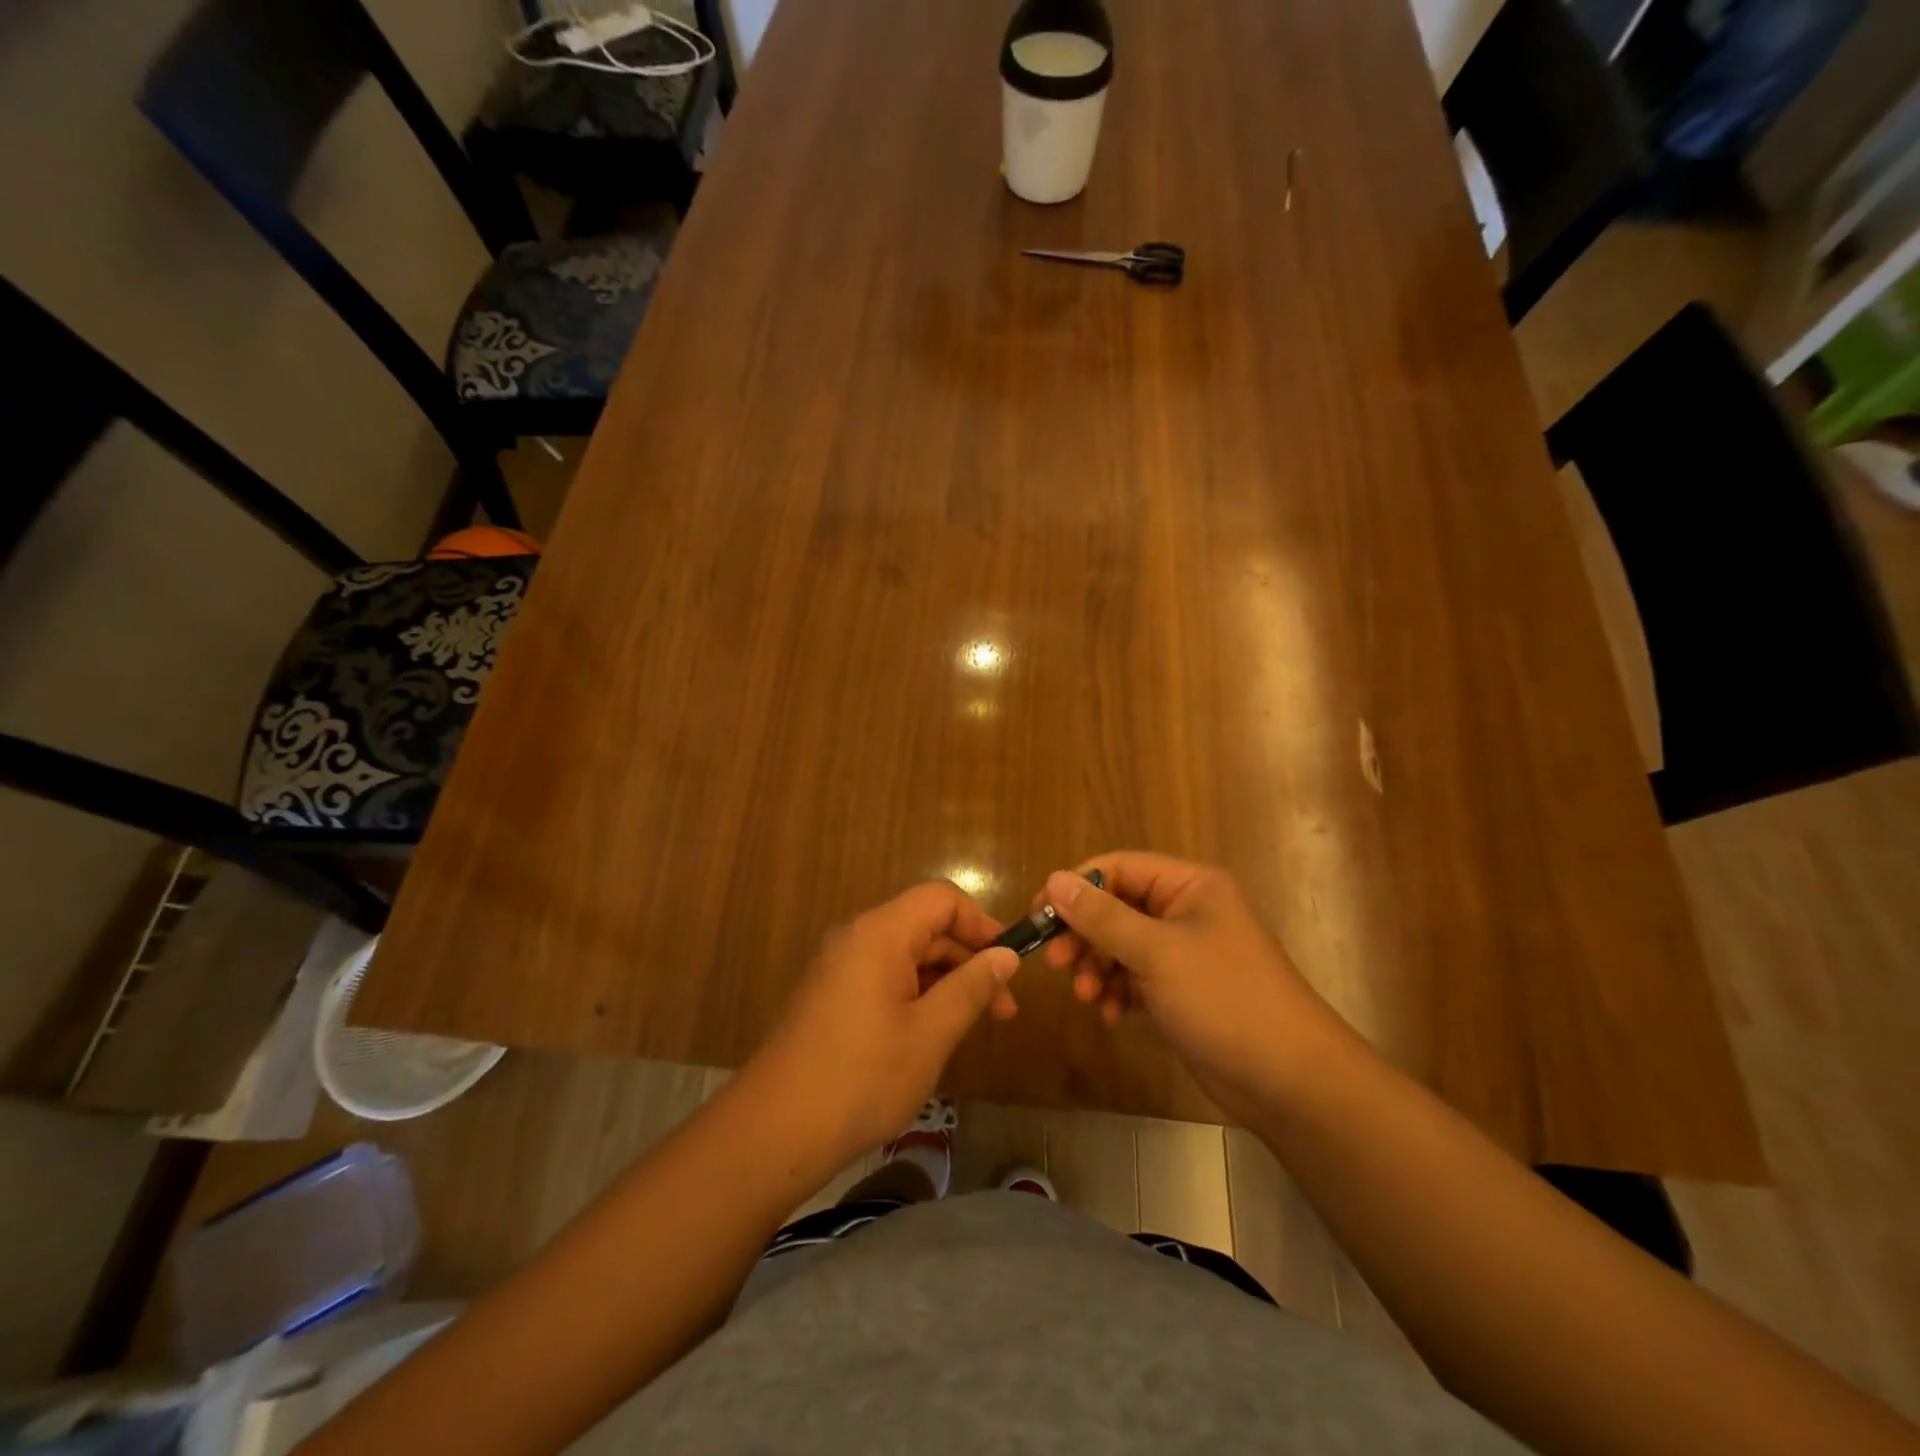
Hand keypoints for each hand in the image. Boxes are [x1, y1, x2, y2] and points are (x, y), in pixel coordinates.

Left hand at [753, 882, 1019, 1168]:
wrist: (775, 1130)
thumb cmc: (862, 1077)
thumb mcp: (930, 1033)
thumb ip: (971, 987)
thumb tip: (1006, 956)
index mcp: (880, 933)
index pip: (942, 899)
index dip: (981, 923)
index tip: (1009, 964)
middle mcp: (856, 937)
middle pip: (925, 926)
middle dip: (969, 960)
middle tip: (1003, 1010)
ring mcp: (839, 967)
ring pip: (907, 955)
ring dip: (945, 981)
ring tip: (974, 1026)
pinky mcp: (831, 995)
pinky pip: (885, 977)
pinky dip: (917, 995)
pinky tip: (933, 1034)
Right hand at [1039, 853, 1347, 1120]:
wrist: (1289, 1080)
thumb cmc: (1224, 999)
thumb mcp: (1156, 953)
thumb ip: (1102, 916)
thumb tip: (1053, 879)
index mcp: (1189, 885)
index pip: (1118, 868)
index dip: (1076, 887)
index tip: (1040, 916)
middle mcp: (1185, 910)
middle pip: (1116, 907)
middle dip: (1084, 935)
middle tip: (1056, 963)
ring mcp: (1183, 952)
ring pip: (1120, 944)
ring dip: (1097, 967)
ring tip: (1086, 998)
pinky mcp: (1181, 989)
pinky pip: (1133, 976)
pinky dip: (1116, 991)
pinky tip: (1110, 1015)